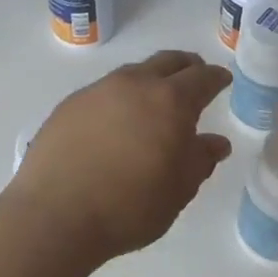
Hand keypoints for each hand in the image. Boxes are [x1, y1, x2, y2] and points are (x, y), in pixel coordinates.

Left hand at [7, 51, 232, 263]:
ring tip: (154, 101)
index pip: (201, 78)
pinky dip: (120, 98)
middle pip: (167, 62)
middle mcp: (134, 84)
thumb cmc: (130, 206)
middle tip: (194, 77)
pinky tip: (116, 121)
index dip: (216, 78)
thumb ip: (200, 160)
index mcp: (170, 101)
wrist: (55, 214)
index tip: (222, 80)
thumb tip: (215, 142)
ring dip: (150, 80)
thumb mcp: (178, 190)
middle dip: (186, 67)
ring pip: (133, 73)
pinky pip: (105, 91)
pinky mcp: (69, 105)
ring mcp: (97, 91)